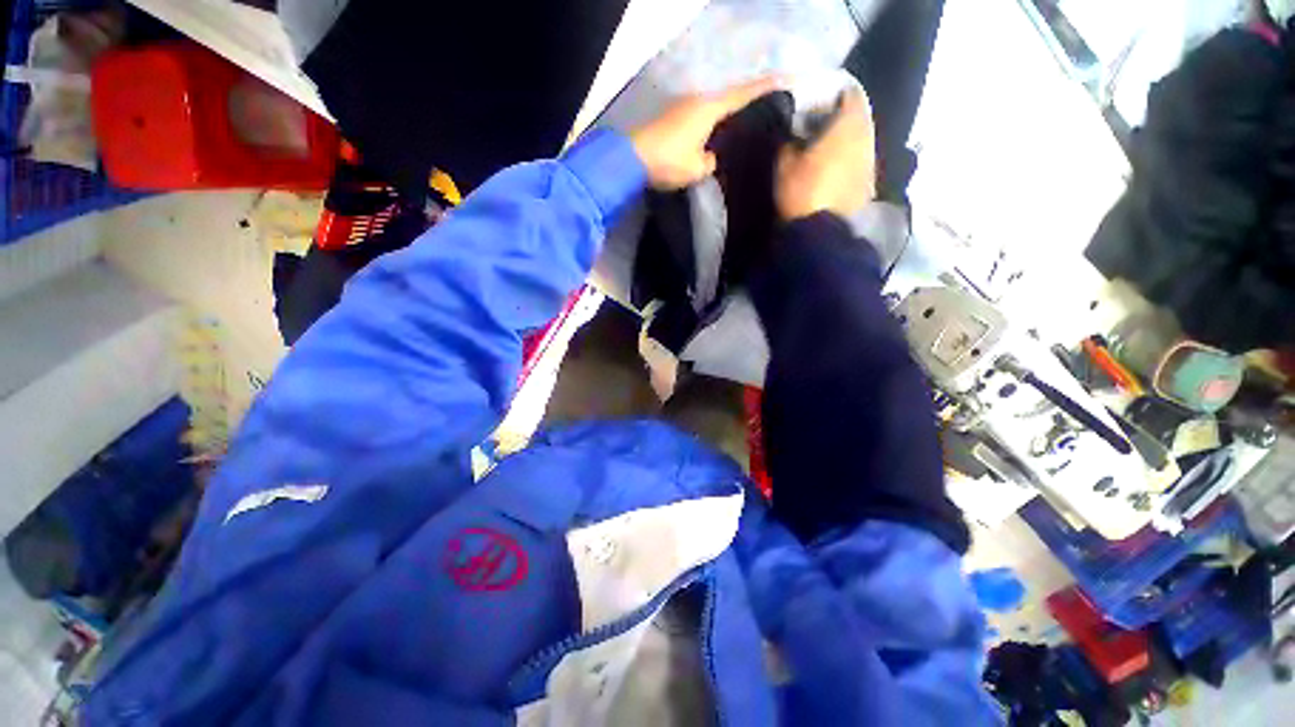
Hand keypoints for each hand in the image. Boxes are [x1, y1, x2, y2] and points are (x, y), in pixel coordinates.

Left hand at [629, 77, 782, 189]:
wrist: (632, 160)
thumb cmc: (669, 161)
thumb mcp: (697, 168)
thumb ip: (711, 161)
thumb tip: (710, 158)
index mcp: (709, 108)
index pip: (743, 94)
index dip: (764, 89)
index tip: (785, 82)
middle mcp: (698, 101)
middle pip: (728, 99)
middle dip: (746, 104)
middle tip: (763, 114)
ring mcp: (683, 108)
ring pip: (713, 109)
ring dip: (726, 117)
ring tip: (741, 129)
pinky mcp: (672, 118)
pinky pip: (700, 118)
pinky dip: (710, 125)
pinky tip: (715, 137)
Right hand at [775, 87, 876, 220]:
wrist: (820, 232)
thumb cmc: (802, 191)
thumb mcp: (784, 163)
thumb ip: (790, 140)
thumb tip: (794, 132)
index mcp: (848, 125)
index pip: (850, 94)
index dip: (834, 95)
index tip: (818, 104)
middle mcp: (867, 137)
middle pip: (858, 117)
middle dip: (841, 118)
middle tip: (820, 127)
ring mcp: (871, 162)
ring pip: (861, 139)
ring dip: (847, 140)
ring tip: (826, 150)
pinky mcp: (870, 183)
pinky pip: (861, 161)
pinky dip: (850, 160)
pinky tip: (835, 171)